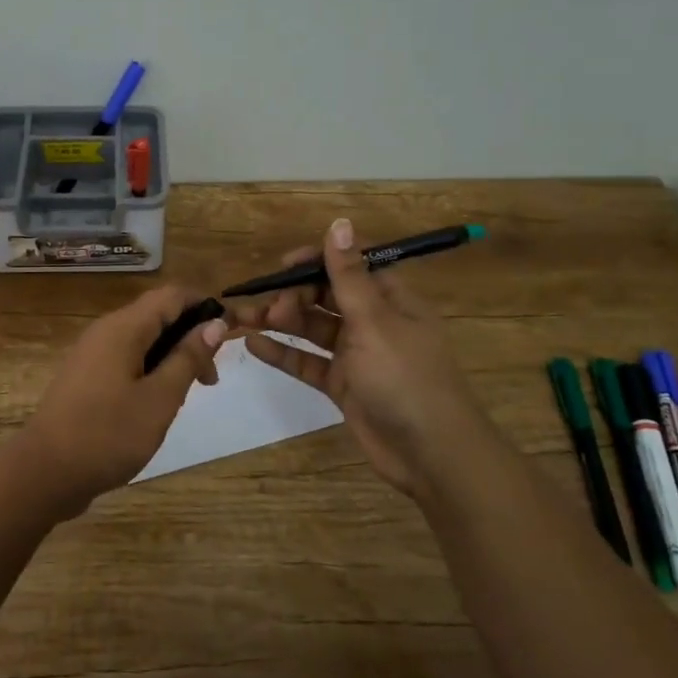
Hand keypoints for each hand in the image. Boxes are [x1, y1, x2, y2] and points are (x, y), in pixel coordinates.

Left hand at [18, 285, 225, 516]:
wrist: (44, 473)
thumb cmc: (107, 435)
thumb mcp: (159, 399)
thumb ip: (187, 358)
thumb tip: (214, 323)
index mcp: (124, 328)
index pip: (172, 295)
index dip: (204, 306)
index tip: (230, 335)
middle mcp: (106, 331)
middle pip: (157, 315)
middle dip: (190, 336)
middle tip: (210, 378)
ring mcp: (92, 354)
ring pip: (142, 339)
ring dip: (171, 356)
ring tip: (188, 393)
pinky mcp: (86, 377)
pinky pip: (126, 358)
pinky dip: (150, 370)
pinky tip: (157, 403)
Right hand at [233, 218, 479, 498]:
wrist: (431, 454)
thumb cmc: (405, 377)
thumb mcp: (374, 321)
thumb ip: (348, 275)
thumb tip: (339, 223)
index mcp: (390, 300)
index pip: (351, 266)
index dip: (318, 260)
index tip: (284, 265)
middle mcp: (373, 321)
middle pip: (326, 295)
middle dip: (293, 294)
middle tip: (270, 307)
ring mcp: (357, 354)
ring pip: (313, 327)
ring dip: (282, 321)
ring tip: (246, 319)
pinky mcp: (342, 385)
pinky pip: (308, 361)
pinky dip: (283, 353)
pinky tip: (254, 345)